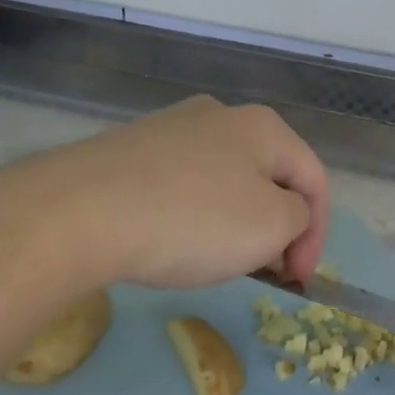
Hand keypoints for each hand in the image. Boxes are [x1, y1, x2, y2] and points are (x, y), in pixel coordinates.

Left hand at [21, 97, 329, 289]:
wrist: (77, 213)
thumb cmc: (192, 219)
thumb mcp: (271, 226)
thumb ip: (298, 219)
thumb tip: (285, 215)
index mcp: (263, 126)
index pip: (314, 181)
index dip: (318, 234)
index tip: (299, 279)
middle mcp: (220, 115)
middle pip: (270, 177)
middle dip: (277, 226)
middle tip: (267, 269)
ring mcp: (170, 129)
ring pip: (226, 180)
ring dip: (238, 222)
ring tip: (221, 259)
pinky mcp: (131, 150)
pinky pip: (183, 184)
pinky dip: (195, 214)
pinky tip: (174, 241)